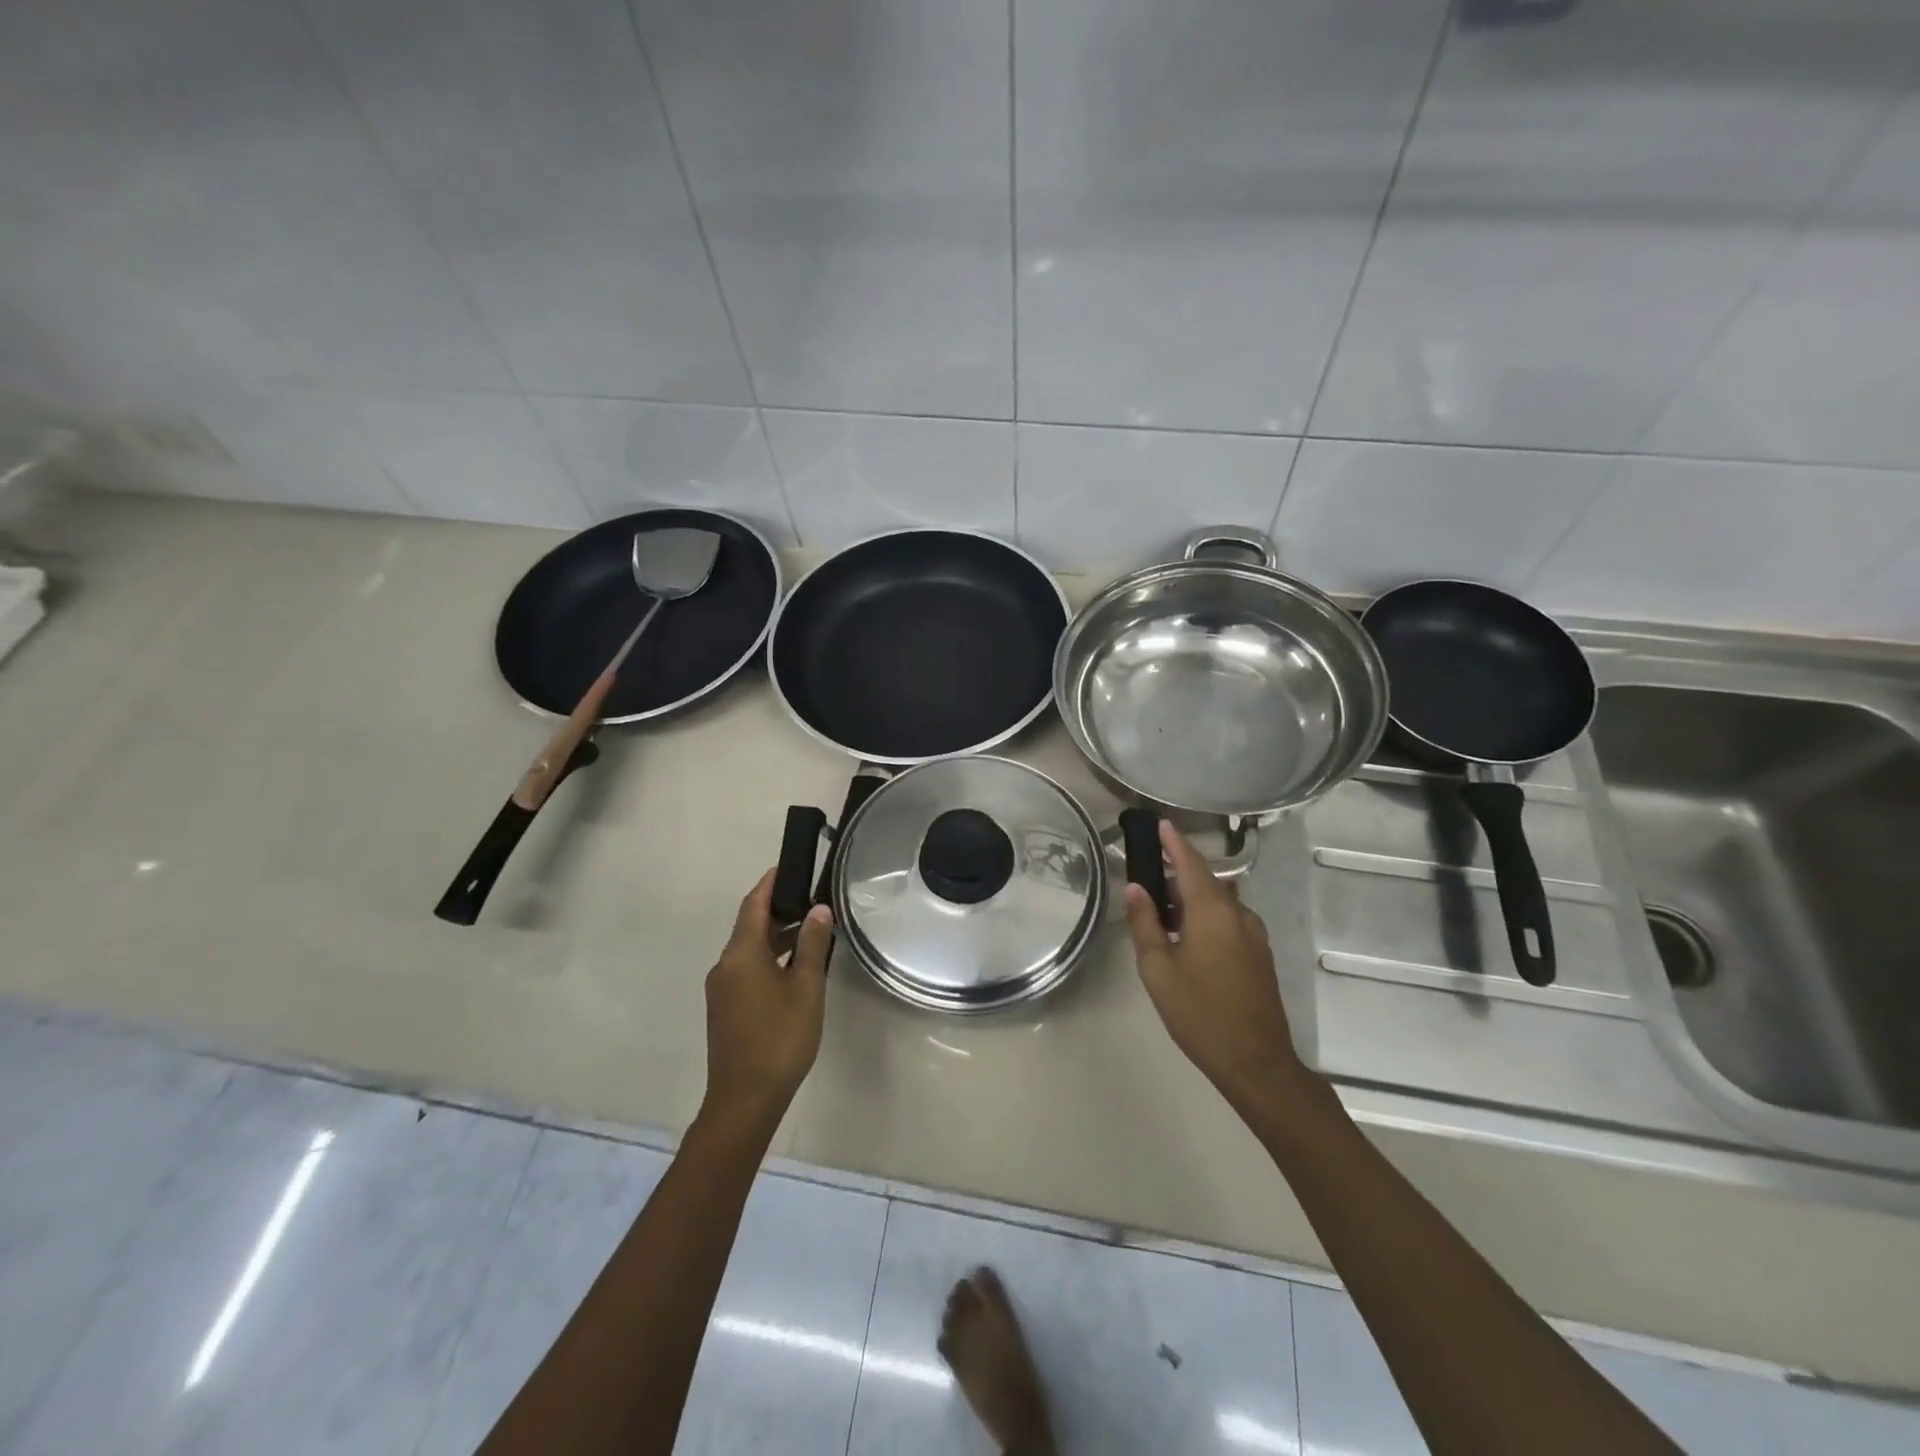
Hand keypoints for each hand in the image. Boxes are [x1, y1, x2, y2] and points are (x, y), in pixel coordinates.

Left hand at [701, 869, 832, 1131]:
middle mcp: (725, 966)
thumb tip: (818, 909)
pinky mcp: (724, 1009)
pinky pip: (745, 970)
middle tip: (808, 898)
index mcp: (741, 954)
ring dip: (774, 937)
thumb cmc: (780, 1038)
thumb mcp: (805, 988)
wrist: (744, 1099)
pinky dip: (768, 959)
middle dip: (777, 910)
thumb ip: (811, 945)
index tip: (786, 867)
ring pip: (748, 950)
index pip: (753, 905)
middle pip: (749, 926)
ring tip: (808, 931)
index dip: (769, 884)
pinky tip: (791, 969)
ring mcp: (721, 989)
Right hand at [1124, 821, 1306, 1113]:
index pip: (1190, 863)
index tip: (1160, 823)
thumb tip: (1136, 888)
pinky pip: (1229, 920)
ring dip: (1192, 897)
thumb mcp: (1158, 969)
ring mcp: (1254, 935)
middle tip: (1148, 876)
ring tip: (1163, 911)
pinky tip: (1188, 937)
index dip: (1174, 842)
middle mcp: (1238, 914)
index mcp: (1212, 911)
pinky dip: (1207, 916)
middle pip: (1206, 881)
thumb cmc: (1199, 1013)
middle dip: (1178, 872)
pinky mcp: (1260, 955)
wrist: (1256, 1062)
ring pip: (1219, 902)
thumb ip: (1145, 923)